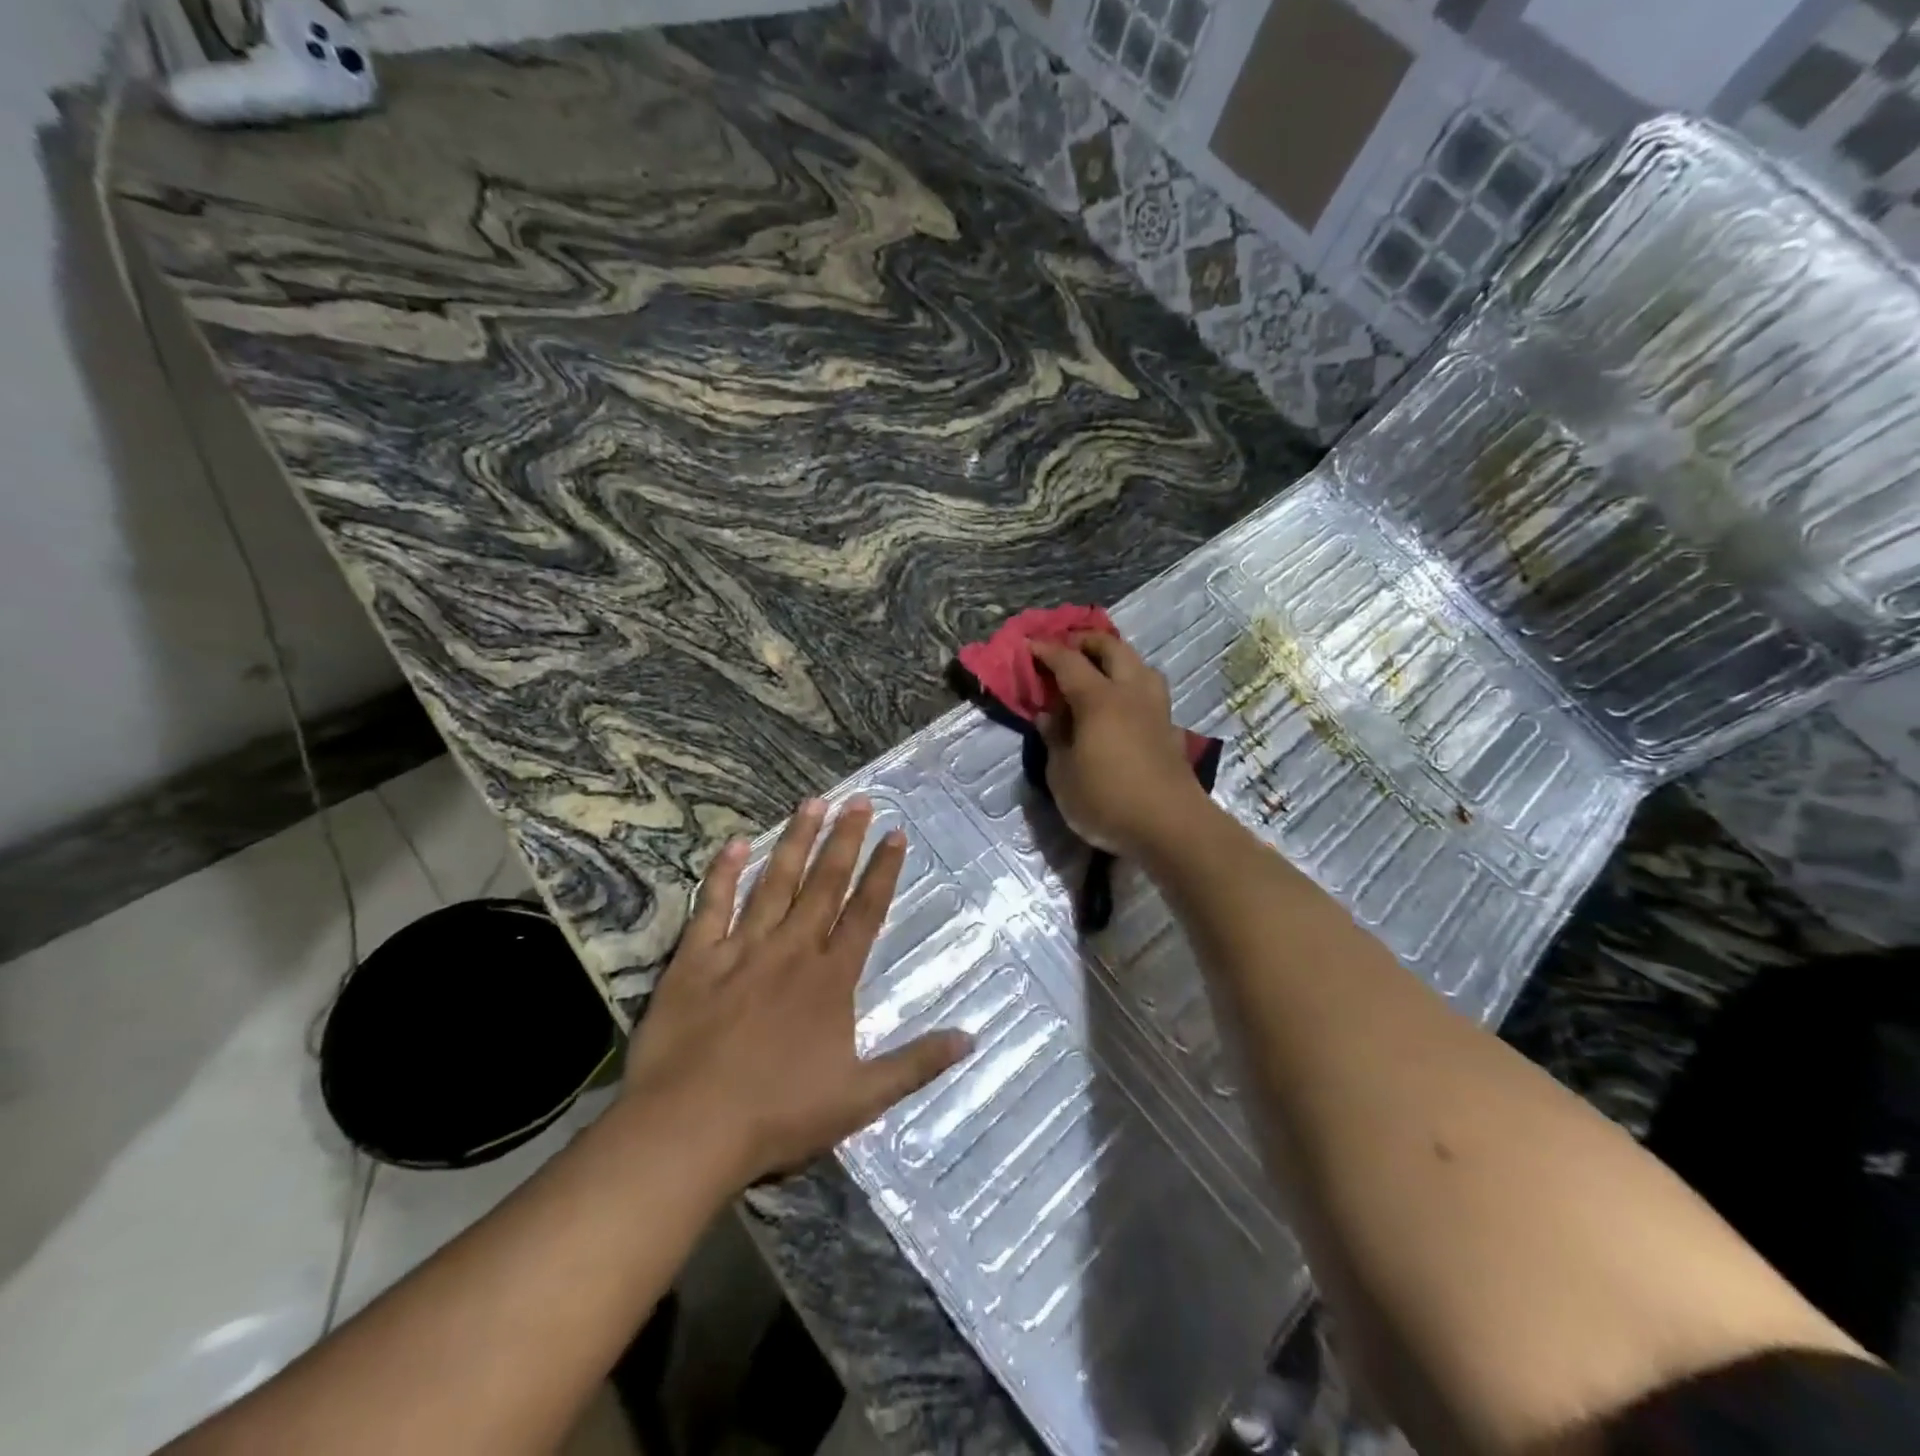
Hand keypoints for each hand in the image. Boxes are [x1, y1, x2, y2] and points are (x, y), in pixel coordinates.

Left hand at [620, 798, 970, 1186]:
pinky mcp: (696, 959)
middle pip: (824, 884)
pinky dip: (723, 873)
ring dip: (795, 841)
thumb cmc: (779, 1115)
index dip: (883, 871)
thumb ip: (917, 1064)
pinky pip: (712, 906)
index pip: (865, 911)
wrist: (689, 1128)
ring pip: (774, 883)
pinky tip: (734, 844)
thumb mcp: (861, 1098)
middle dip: (844, 840)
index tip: (895, 833)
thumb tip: (972, 1039)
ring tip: (812, 803)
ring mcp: (742, 949)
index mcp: (831, 978)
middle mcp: (792, 950)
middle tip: (858, 800)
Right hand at [1031, 633, 1207, 856]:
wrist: (1171, 827)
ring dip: (1119, 659)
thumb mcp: (1062, 776)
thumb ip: (1054, 740)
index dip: (1047, 650)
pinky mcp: (1170, 730)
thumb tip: (1048, 716)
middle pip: (1113, 649)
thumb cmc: (1107, 800)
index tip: (1029, 644)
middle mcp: (1131, 694)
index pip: (1069, 662)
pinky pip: (1151, 692)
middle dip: (1088, 641)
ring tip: (1101, 671)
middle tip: (1068, 647)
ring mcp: (1156, 710)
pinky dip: (1134, 686)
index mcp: (1099, 699)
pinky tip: (1125, 705)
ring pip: (1141, 666)